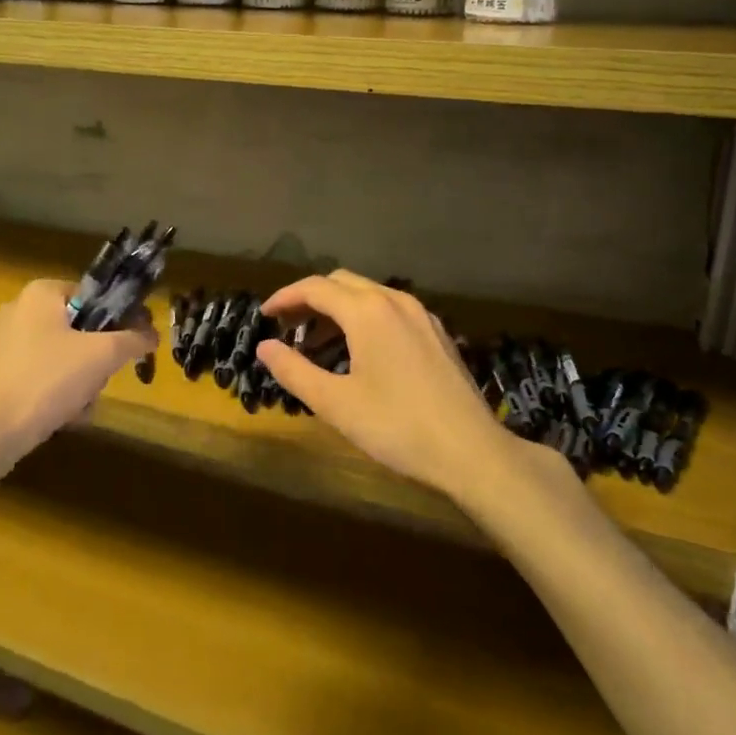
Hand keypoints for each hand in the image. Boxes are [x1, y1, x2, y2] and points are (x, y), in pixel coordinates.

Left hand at [0, 279, 157, 473]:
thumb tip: (153, 333)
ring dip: (83, 382)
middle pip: (83, 329)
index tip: (133, 346)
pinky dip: (60, 394)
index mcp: (42, 293)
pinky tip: (64, 416)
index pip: (96, 296)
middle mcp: (21, 310)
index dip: (120, 320)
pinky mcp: (0, 373)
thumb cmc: (46, 381)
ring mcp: (7, 343)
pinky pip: (45, 375)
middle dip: (98, 361)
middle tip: (100, 380)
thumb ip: (133, 339)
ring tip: (80, 405)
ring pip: (67, 356)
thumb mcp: (101, 356)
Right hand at [256, 270, 517, 498]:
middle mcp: (395, 300)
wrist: (472, 451)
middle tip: (288, 328)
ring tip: (317, 343)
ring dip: (337, 309)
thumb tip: (264, 347)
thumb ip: (294, 370)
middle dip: (310, 299)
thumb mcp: (336, 404)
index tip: (264, 316)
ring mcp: (421, 314)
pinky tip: (359, 351)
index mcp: (367, 311)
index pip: (315, 288)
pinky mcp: (437, 332)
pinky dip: (364, 318)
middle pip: (341, 283)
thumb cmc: (397, 427)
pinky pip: (390, 310)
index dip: (285, 298)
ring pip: (368, 295)